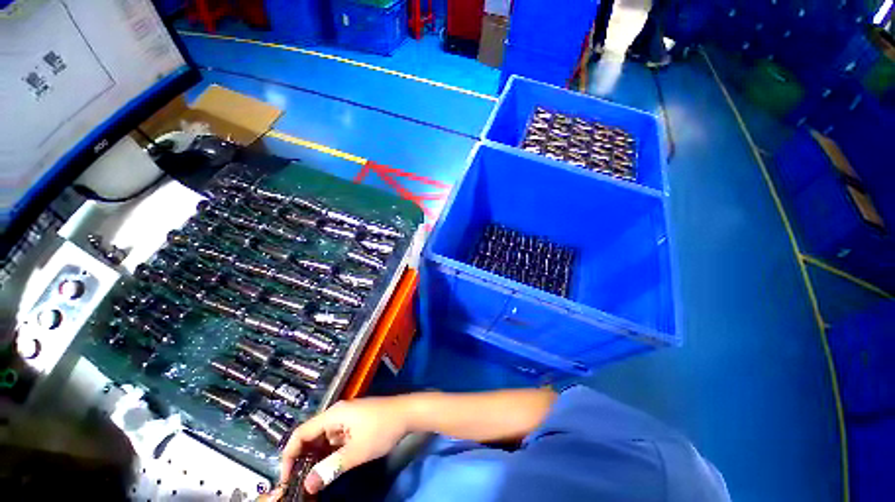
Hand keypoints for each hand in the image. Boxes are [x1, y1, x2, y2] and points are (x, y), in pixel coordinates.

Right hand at [279, 397, 411, 494]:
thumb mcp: (357, 451)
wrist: (408, 413)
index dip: (289, 456)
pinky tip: (329, 468)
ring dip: (316, 458)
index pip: (301, 433)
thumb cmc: (382, 429)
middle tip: (299, 483)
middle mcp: (336, 414)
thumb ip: (331, 468)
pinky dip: (329, 453)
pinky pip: (335, 439)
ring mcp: (347, 418)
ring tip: (312, 480)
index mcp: (333, 415)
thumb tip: (307, 486)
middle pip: (311, 436)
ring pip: (323, 439)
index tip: (286, 478)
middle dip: (302, 459)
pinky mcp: (355, 423)